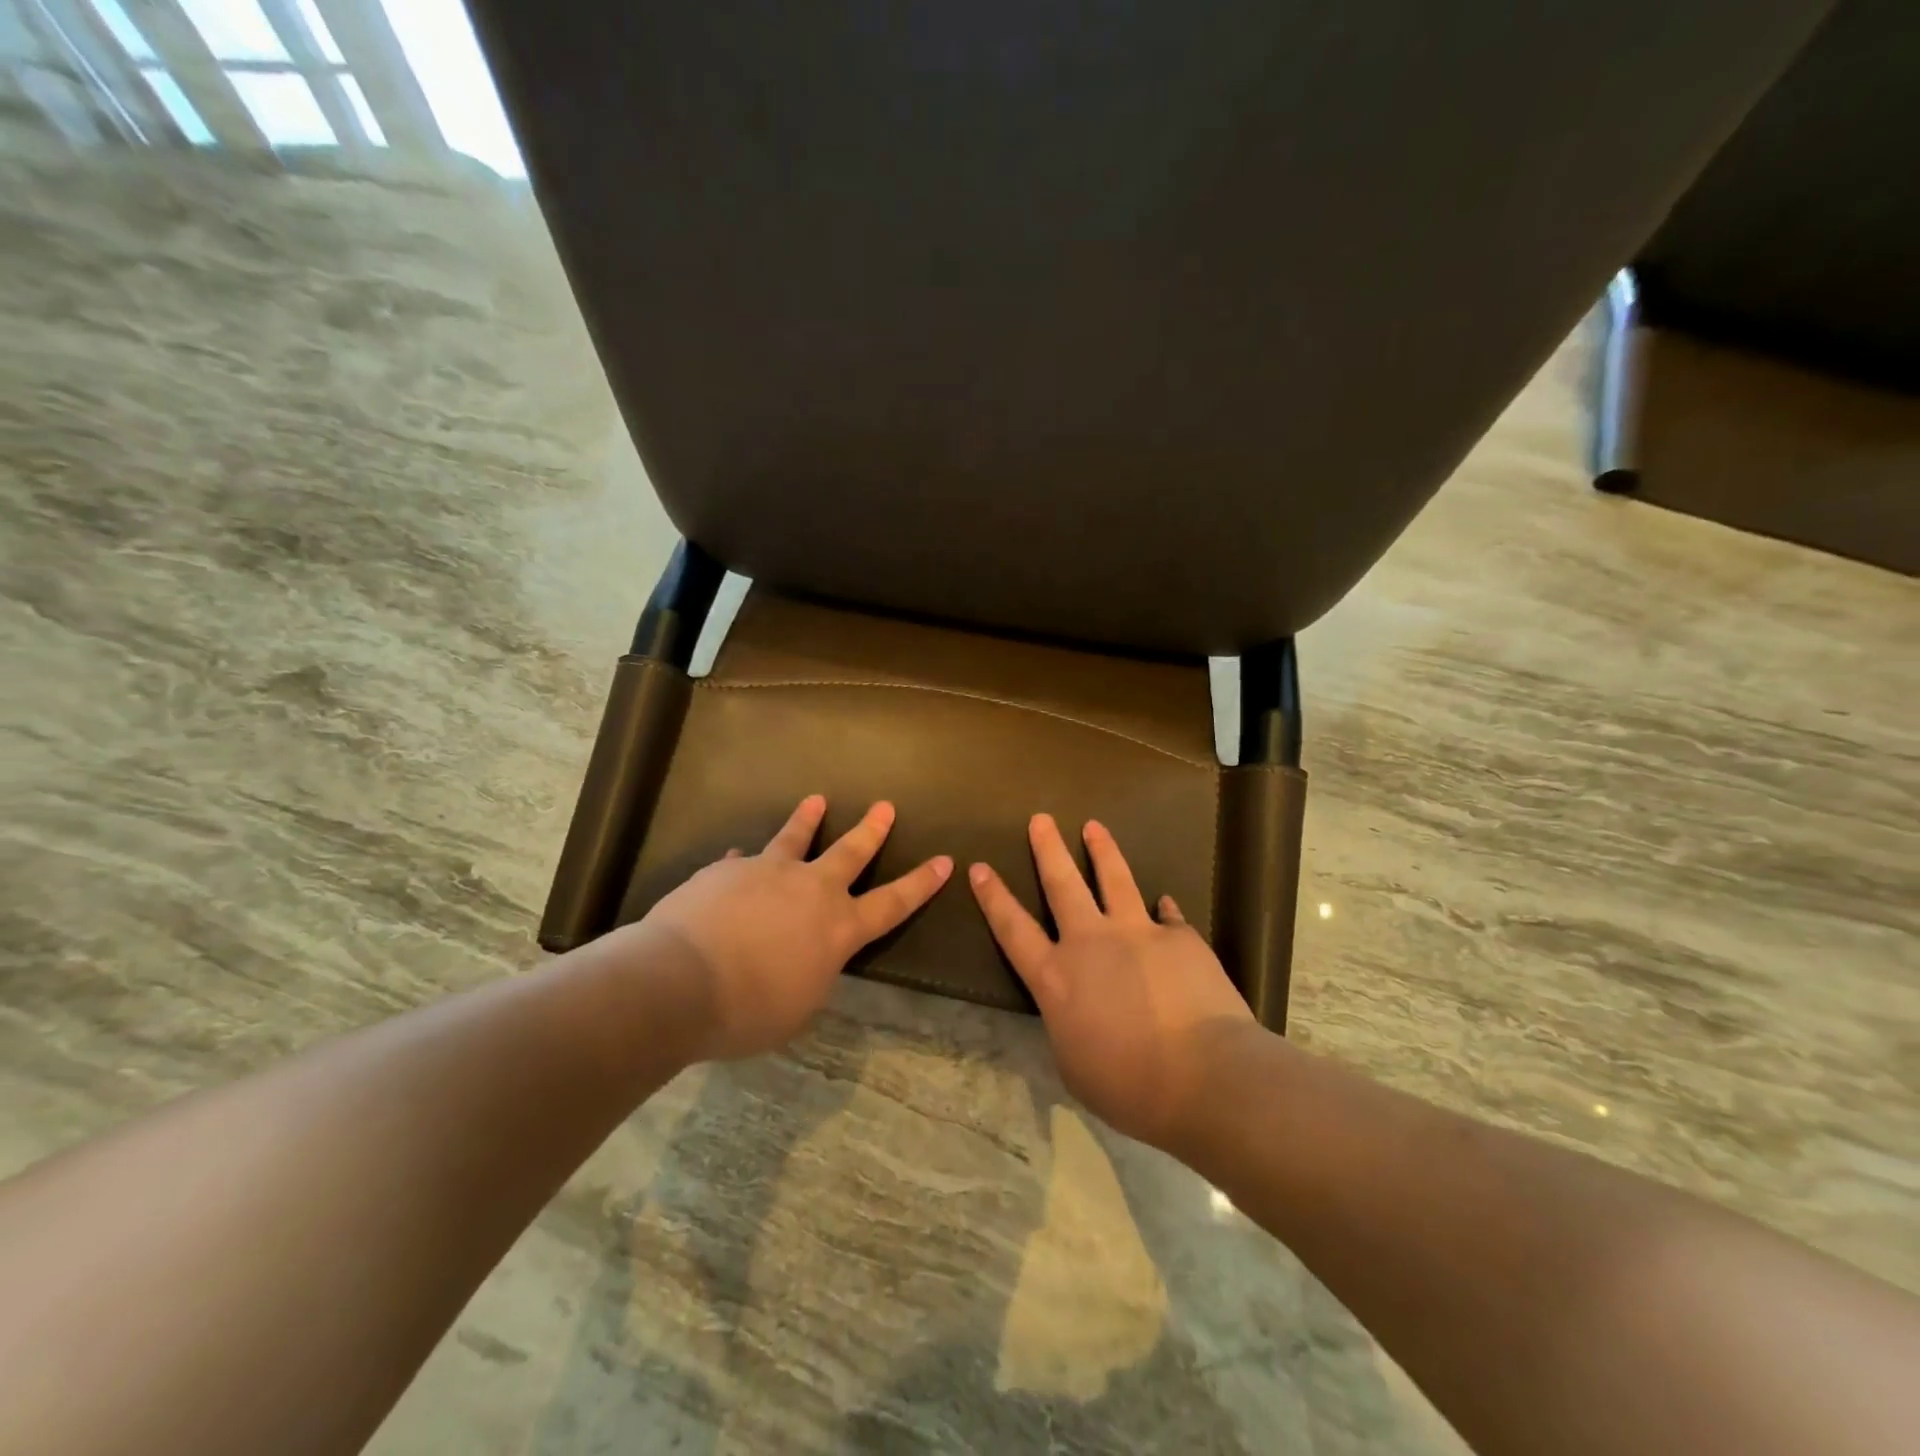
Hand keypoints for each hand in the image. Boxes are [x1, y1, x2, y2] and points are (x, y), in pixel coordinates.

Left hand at [638, 795, 951, 1060]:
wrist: (678, 982)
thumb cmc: (748, 1010)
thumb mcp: (798, 1007)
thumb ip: (811, 974)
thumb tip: (805, 953)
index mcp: (837, 928)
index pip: (892, 903)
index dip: (920, 883)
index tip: (944, 860)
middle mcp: (810, 890)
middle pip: (850, 852)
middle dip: (871, 830)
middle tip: (884, 806)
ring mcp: (767, 873)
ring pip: (794, 838)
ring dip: (807, 819)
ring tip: (816, 800)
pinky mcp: (726, 871)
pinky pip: (739, 864)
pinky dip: (741, 865)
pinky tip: (734, 861)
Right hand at [969, 814, 1257, 1147]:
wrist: (1205, 1077)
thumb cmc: (1129, 1086)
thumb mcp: (1074, 1064)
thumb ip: (1067, 1023)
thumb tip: (1075, 1007)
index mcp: (1056, 978)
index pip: (1013, 929)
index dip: (994, 897)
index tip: (980, 867)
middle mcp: (1090, 942)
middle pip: (1062, 884)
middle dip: (1048, 848)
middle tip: (1040, 819)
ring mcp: (1137, 933)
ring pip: (1114, 879)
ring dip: (1102, 850)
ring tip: (1094, 826)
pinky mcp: (1179, 937)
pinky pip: (1167, 916)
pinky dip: (1163, 909)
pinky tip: (1164, 901)